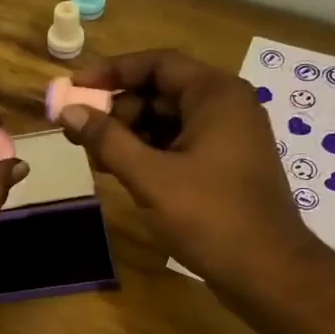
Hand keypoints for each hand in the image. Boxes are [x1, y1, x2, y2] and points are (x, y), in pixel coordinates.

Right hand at [56, 49, 319, 296]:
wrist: (266, 270)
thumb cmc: (209, 216)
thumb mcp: (150, 177)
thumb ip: (107, 141)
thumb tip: (69, 112)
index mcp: (215, 95)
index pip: (157, 63)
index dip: (112, 72)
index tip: (75, 89)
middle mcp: (225, 107)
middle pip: (161, 91)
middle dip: (118, 109)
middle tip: (81, 133)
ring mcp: (228, 138)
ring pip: (168, 122)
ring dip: (129, 135)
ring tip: (94, 157)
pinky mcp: (224, 167)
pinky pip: (179, 146)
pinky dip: (149, 154)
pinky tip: (121, 172)